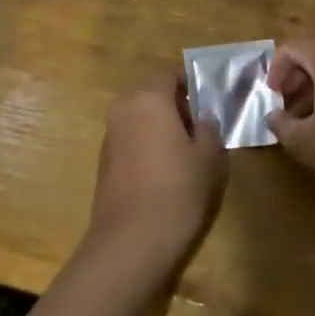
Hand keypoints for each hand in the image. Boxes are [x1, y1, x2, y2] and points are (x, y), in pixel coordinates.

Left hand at [85, 70, 229, 277]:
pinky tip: (165, 171)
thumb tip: (202, 118)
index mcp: (148, 98)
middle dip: (177, 105)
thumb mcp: (209, 157)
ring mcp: (110, 134)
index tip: (210, 98)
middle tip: (203, 127)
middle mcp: (123, 108)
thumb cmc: (177, 191)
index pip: (170, 73)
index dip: (192, 82)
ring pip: (141, 116)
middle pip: (153, 93)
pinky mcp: (104, 159)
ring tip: (187, 151)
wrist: (130, 242)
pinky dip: (148, 144)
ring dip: (161, 125)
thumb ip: (208, 128)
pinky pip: (131, 138)